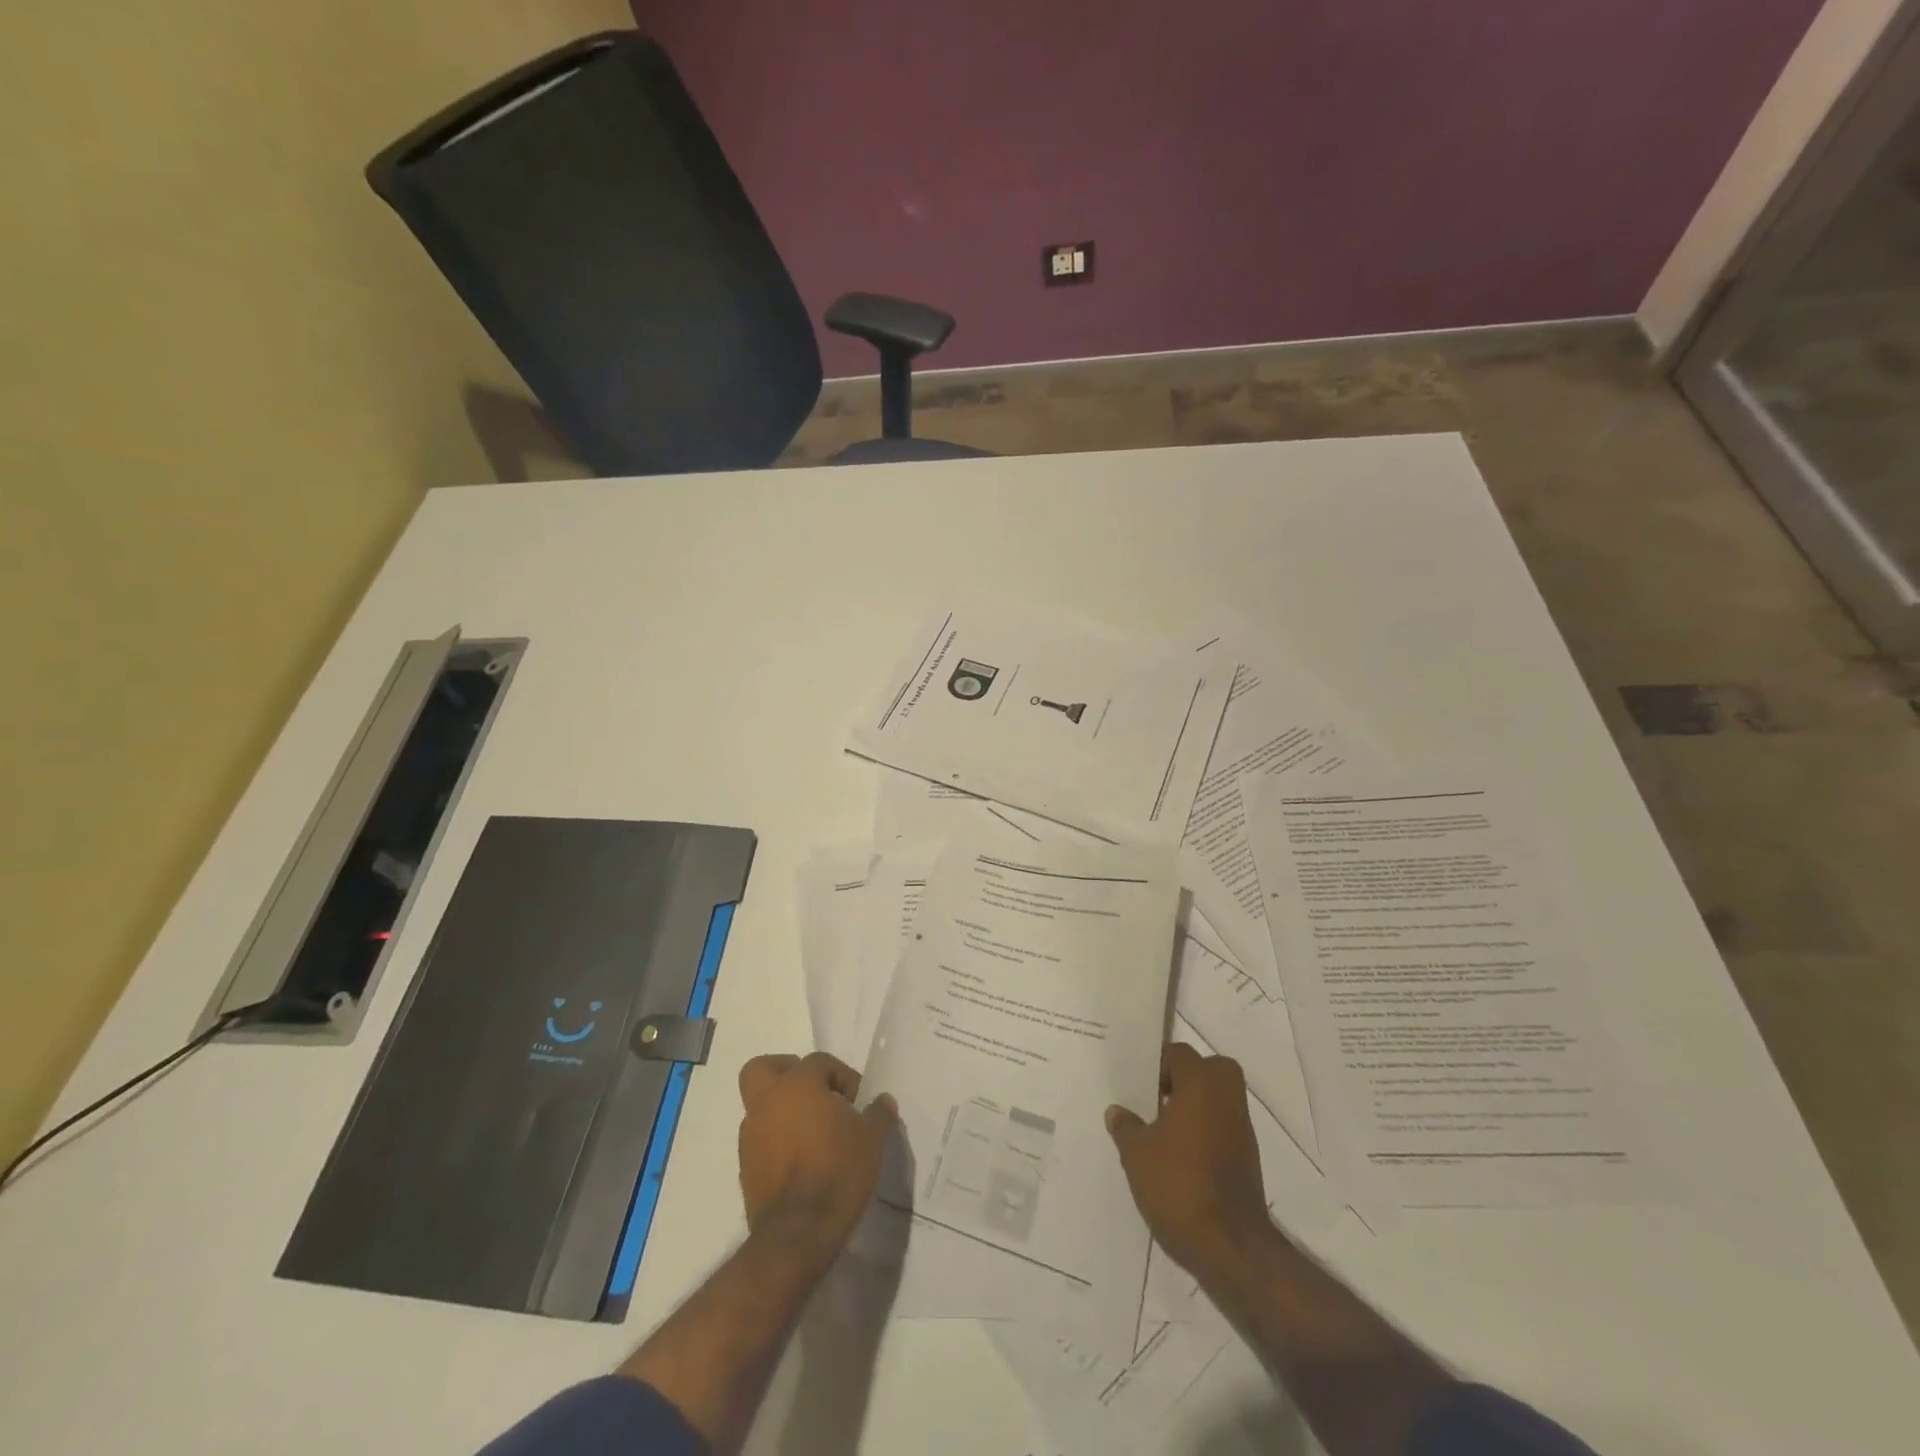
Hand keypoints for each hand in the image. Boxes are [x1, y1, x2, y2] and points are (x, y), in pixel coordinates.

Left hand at [737, 1052, 896, 1264]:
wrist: (799, 1232)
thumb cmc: (838, 1171)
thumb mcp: (872, 1139)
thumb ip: (878, 1113)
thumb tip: (883, 1101)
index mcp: (798, 1085)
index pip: (818, 1061)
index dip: (841, 1075)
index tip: (856, 1101)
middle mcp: (768, 1102)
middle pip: (764, 1068)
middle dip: (786, 1072)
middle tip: (813, 1091)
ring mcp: (751, 1135)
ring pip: (760, 1105)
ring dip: (781, 1109)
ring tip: (811, 1131)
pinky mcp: (745, 1166)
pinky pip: (760, 1138)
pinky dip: (776, 1139)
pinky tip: (800, 1158)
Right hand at [1107, 1042, 1271, 1276]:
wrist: (1230, 1245)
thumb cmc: (1178, 1184)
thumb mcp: (1136, 1154)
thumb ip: (1126, 1127)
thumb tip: (1117, 1111)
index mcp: (1201, 1083)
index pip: (1179, 1053)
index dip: (1157, 1064)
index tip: (1139, 1085)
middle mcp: (1226, 1098)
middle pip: (1209, 1069)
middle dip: (1185, 1078)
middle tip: (1157, 1098)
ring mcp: (1242, 1129)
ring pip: (1218, 1099)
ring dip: (1195, 1106)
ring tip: (1162, 1130)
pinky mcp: (1248, 1158)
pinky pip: (1223, 1127)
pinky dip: (1205, 1132)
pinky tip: (1180, 1156)